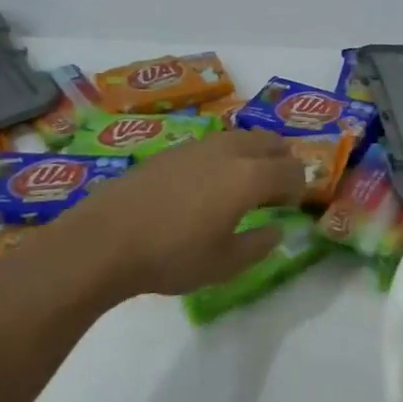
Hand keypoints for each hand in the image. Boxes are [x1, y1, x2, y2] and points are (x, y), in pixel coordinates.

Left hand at [61, 128, 308, 297]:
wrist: (104, 240)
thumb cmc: (172, 256)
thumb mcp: (224, 264)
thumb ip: (258, 244)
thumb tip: (276, 229)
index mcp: (249, 177)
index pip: (291, 170)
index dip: (299, 187)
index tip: (291, 206)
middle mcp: (228, 151)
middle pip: (270, 141)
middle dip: (281, 160)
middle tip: (276, 187)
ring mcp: (197, 146)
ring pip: (240, 137)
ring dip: (253, 154)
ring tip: (244, 183)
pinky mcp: (171, 150)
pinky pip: (213, 144)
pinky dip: (225, 156)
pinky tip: (207, 183)